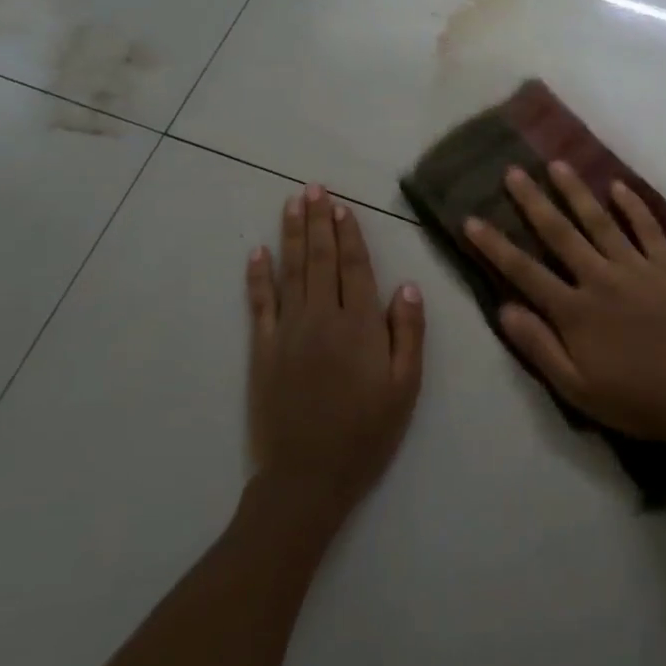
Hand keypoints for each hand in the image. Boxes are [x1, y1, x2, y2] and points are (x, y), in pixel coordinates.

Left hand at [246, 184, 425, 519]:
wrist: (308, 478)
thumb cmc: (366, 433)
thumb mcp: (405, 387)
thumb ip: (408, 333)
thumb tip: (406, 285)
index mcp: (359, 326)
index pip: (354, 267)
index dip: (348, 234)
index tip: (341, 206)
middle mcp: (321, 318)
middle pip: (319, 260)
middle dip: (317, 221)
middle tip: (312, 187)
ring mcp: (287, 332)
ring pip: (290, 271)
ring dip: (291, 235)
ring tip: (291, 203)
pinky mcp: (262, 350)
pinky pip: (259, 304)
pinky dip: (257, 276)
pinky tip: (257, 252)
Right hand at [463, 163, 665, 446]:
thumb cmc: (634, 398)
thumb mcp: (575, 388)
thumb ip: (539, 346)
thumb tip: (504, 309)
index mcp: (574, 310)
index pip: (524, 270)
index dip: (495, 245)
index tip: (472, 219)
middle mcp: (600, 278)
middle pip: (559, 233)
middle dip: (533, 201)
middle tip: (514, 171)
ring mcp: (636, 267)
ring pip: (600, 221)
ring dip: (576, 191)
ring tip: (557, 164)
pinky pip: (648, 227)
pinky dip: (633, 205)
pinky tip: (618, 186)